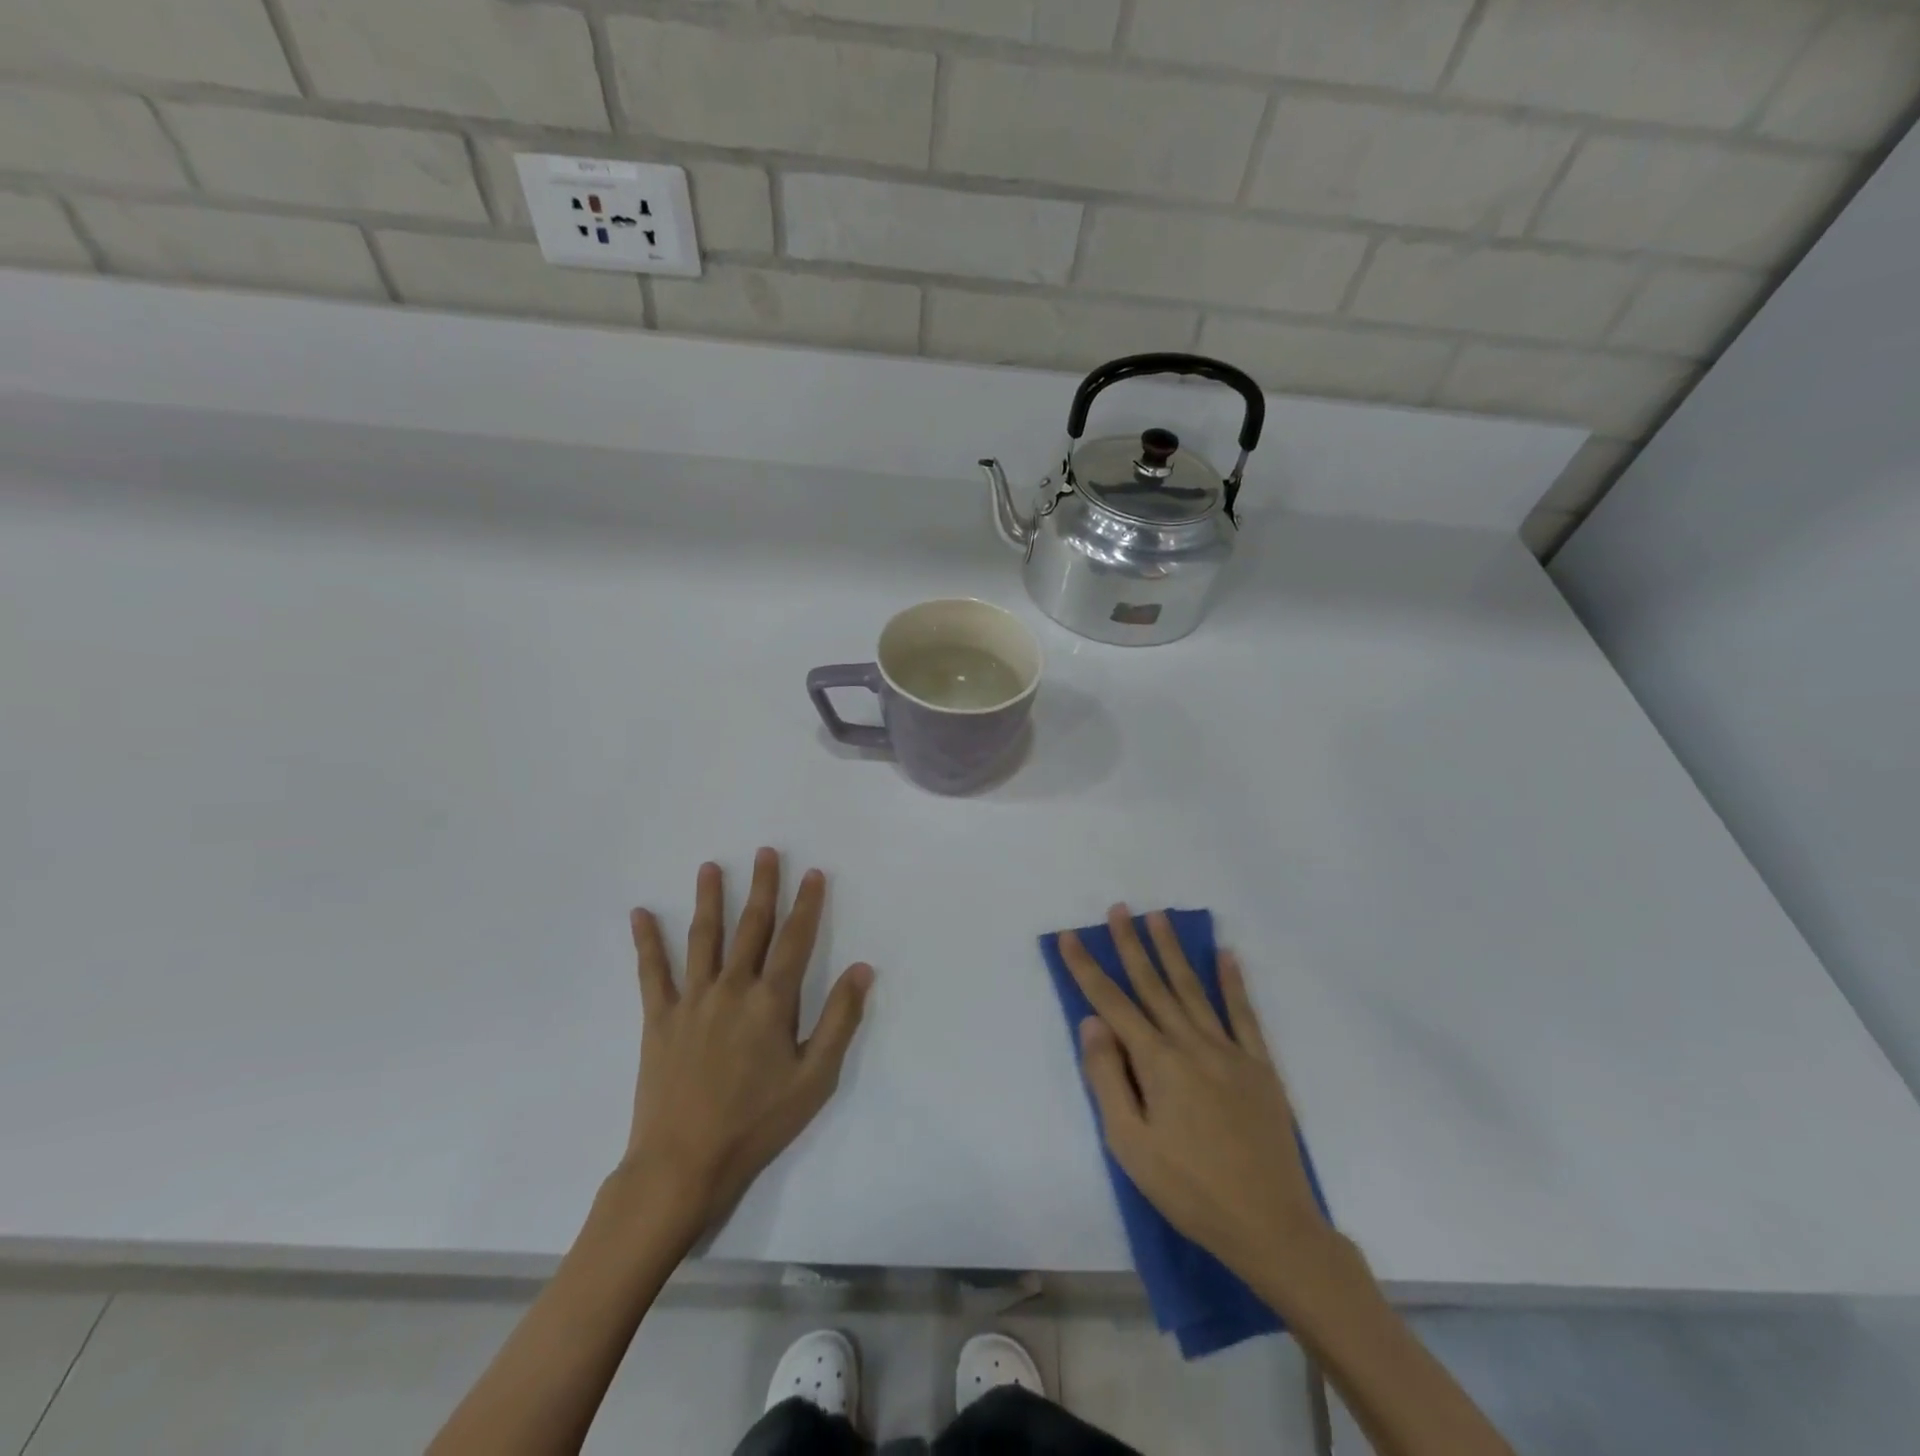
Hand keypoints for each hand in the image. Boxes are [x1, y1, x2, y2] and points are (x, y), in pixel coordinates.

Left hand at [621, 849, 872, 1241]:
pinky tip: (639, 914)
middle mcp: (732, 987)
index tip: (813, 872)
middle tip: (766, 851)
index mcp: (771, 1001)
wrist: (684, 1163)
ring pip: (703, 937)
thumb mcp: (815, 1078)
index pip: (795, 939)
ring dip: (709, 899)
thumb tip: (861, 968)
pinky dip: (647, 942)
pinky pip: (652, 972)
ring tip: (710, 867)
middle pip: (752, 926)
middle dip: (763, 887)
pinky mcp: (660, 1018)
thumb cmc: (757, 1122)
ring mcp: (692, 999)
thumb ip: (840, 1019)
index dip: (807, 904)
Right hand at [1061, 907, 1331, 1292]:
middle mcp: (1191, 1044)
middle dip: (1132, 945)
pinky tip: (1226, 955)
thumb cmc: (1189, 1189)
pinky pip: (1244, 1014)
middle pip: (1153, 985)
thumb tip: (1092, 1022)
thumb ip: (1107, 1078)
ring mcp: (1229, 1051)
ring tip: (1159, 917)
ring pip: (1194, 989)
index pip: (1112, 1003)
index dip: (1088, 968)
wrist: (1271, 1226)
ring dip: (1173, 951)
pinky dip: (1233, 982)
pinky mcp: (1260, 1066)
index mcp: (1157, 1062)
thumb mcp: (1130, 1145)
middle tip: (1119, 909)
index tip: (1070, 937)